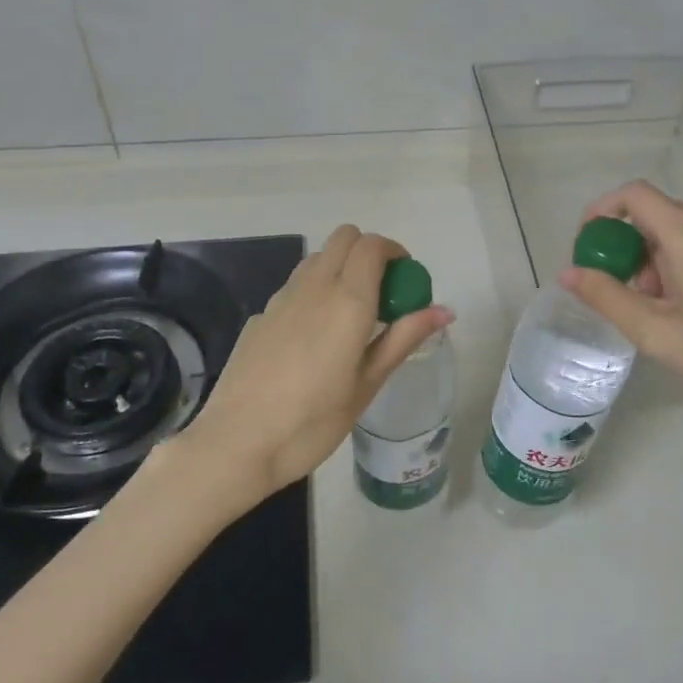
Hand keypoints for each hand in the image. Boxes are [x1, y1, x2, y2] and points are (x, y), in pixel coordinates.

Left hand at [169, 225, 453, 506]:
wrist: (237, 444)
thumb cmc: (313, 421)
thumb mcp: (367, 384)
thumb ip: (404, 338)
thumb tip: (445, 310)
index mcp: (348, 300)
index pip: (373, 245)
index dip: (395, 252)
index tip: (406, 279)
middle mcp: (314, 286)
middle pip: (344, 238)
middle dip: (368, 252)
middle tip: (382, 292)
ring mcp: (281, 298)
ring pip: (317, 258)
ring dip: (340, 268)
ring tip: (350, 315)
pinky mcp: (260, 316)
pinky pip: (295, 287)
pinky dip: (314, 293)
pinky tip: (312, 340)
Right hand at [560, 181, 682, 438]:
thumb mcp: (655, 333)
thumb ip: (606, 297)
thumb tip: (569, 272)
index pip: (635, 194)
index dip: (602, 210)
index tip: (589, 245)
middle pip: (658, 214)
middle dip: (631, 247)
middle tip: (629, 294)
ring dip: (659, 259)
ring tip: (664, 309)